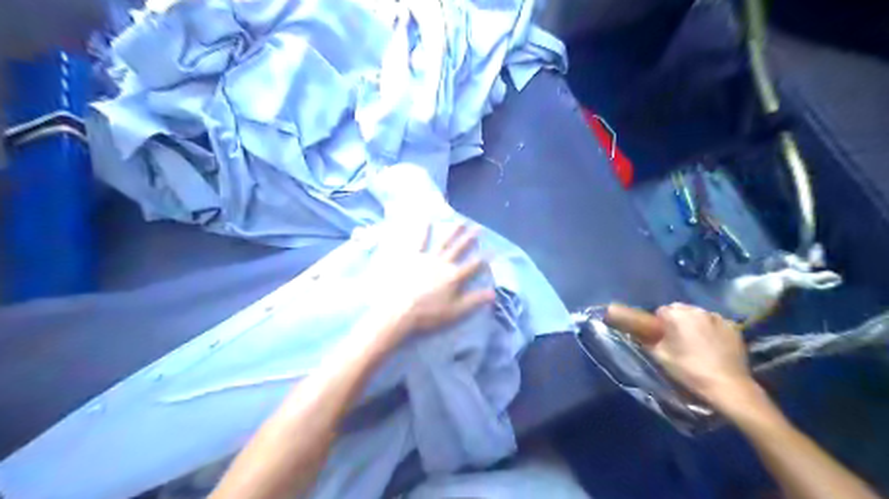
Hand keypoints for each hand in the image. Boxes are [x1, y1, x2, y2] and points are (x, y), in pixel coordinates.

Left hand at [372, 223, 496, 343]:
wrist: (399, 309)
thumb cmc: (428, 313)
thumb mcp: (455, 311)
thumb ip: (474, 300)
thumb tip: (494, 293)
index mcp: (454, 276)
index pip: (473, 265)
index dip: (484, 258)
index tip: (493, 250)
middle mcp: (443, 263)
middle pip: (459, 249)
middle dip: (470, 238)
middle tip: (478, 227)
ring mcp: (427, 258)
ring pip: (443, 242)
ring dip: (452, 231)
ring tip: (460, 221)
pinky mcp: (412, 256)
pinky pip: (419, 241)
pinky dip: (423, 230)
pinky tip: (426, 220)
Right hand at [650, 304, 759, 412]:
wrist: (727, 385)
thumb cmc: (689, 369)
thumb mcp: (660, 356)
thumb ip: (649, 340)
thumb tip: (646, 335)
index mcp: (676, 314)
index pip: (661, 311)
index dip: (660, 324)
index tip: (662, 338)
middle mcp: (696, 310)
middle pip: (680, 310)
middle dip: (677, 321)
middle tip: (678, 340)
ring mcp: (717, 317)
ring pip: (698, 315)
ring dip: (695, 324)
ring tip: (697, 343)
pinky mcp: (733, 327)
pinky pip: (715, 323)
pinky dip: (712, 330)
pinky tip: (713, 346)